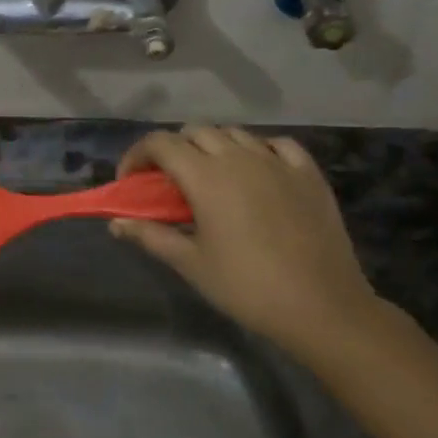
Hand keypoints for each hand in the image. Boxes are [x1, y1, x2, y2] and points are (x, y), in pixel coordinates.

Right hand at [110, 127, 385, 366]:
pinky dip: (258, 149)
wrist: (322, 307)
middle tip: (167, 182)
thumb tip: (116, 223)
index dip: (138, 155)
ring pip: (235, 133)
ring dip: (213, 146)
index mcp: (206, 176)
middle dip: (173, 149)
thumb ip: (150, 236)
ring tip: (210, 177)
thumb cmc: (247, 287)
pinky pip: (277, 144)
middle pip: (196, 131)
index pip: (160, 143)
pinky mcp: (309, 174)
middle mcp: (240, 157)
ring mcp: (278, 162)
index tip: (131, 181)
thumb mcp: (191, 264)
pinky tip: (257, 170)